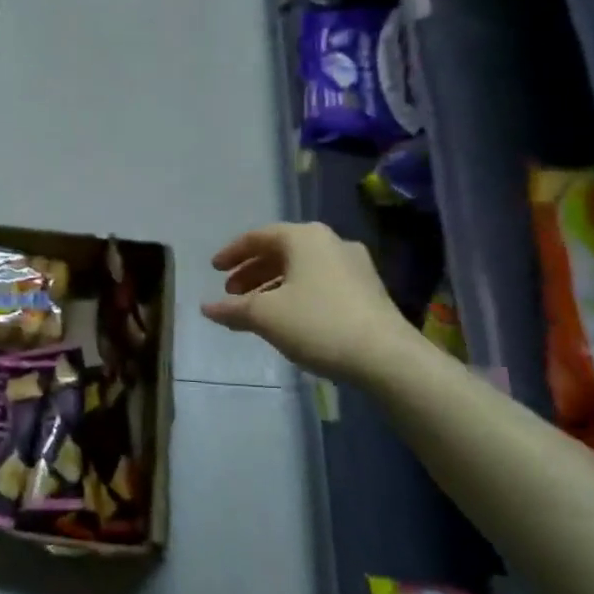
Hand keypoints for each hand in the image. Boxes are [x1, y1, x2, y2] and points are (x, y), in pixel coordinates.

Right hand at [202, 222, 415, 379]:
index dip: (232, 253)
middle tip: (231, 292)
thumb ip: (232, 308)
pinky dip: (296, 293)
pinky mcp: (368, 289)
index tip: (214, 269)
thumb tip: (206, 308)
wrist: (386, 356)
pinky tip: (287, 317)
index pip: (258, 236)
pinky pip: (320, 282)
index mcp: (304, 237)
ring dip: (273, 284)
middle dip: (252, 271)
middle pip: (281, 251)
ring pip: (301, 268)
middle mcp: (330, 242)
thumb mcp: (265, 316)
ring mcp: (354, 265)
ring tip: (255, 308)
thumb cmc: (318, 323)